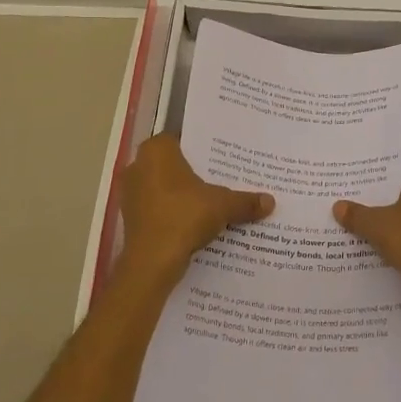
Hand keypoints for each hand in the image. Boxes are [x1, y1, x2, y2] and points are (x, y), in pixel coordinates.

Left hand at [117, 134, 273, 284]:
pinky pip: (157, 208)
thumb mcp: (223, 205)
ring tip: (212, 202)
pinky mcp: (130, 218)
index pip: (183, 139)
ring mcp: (131, 193)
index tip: (223, 157)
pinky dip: (173, 213)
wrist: (152, 262)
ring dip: (183, 195)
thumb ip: (245, 201)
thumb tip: (270, 202)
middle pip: (173, 164)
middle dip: (195, 172)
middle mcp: (138, 165)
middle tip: (222, 178)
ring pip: (164, 187)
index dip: (204, 148)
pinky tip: (194, 222)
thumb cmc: (184, 217)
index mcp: (157, 150)